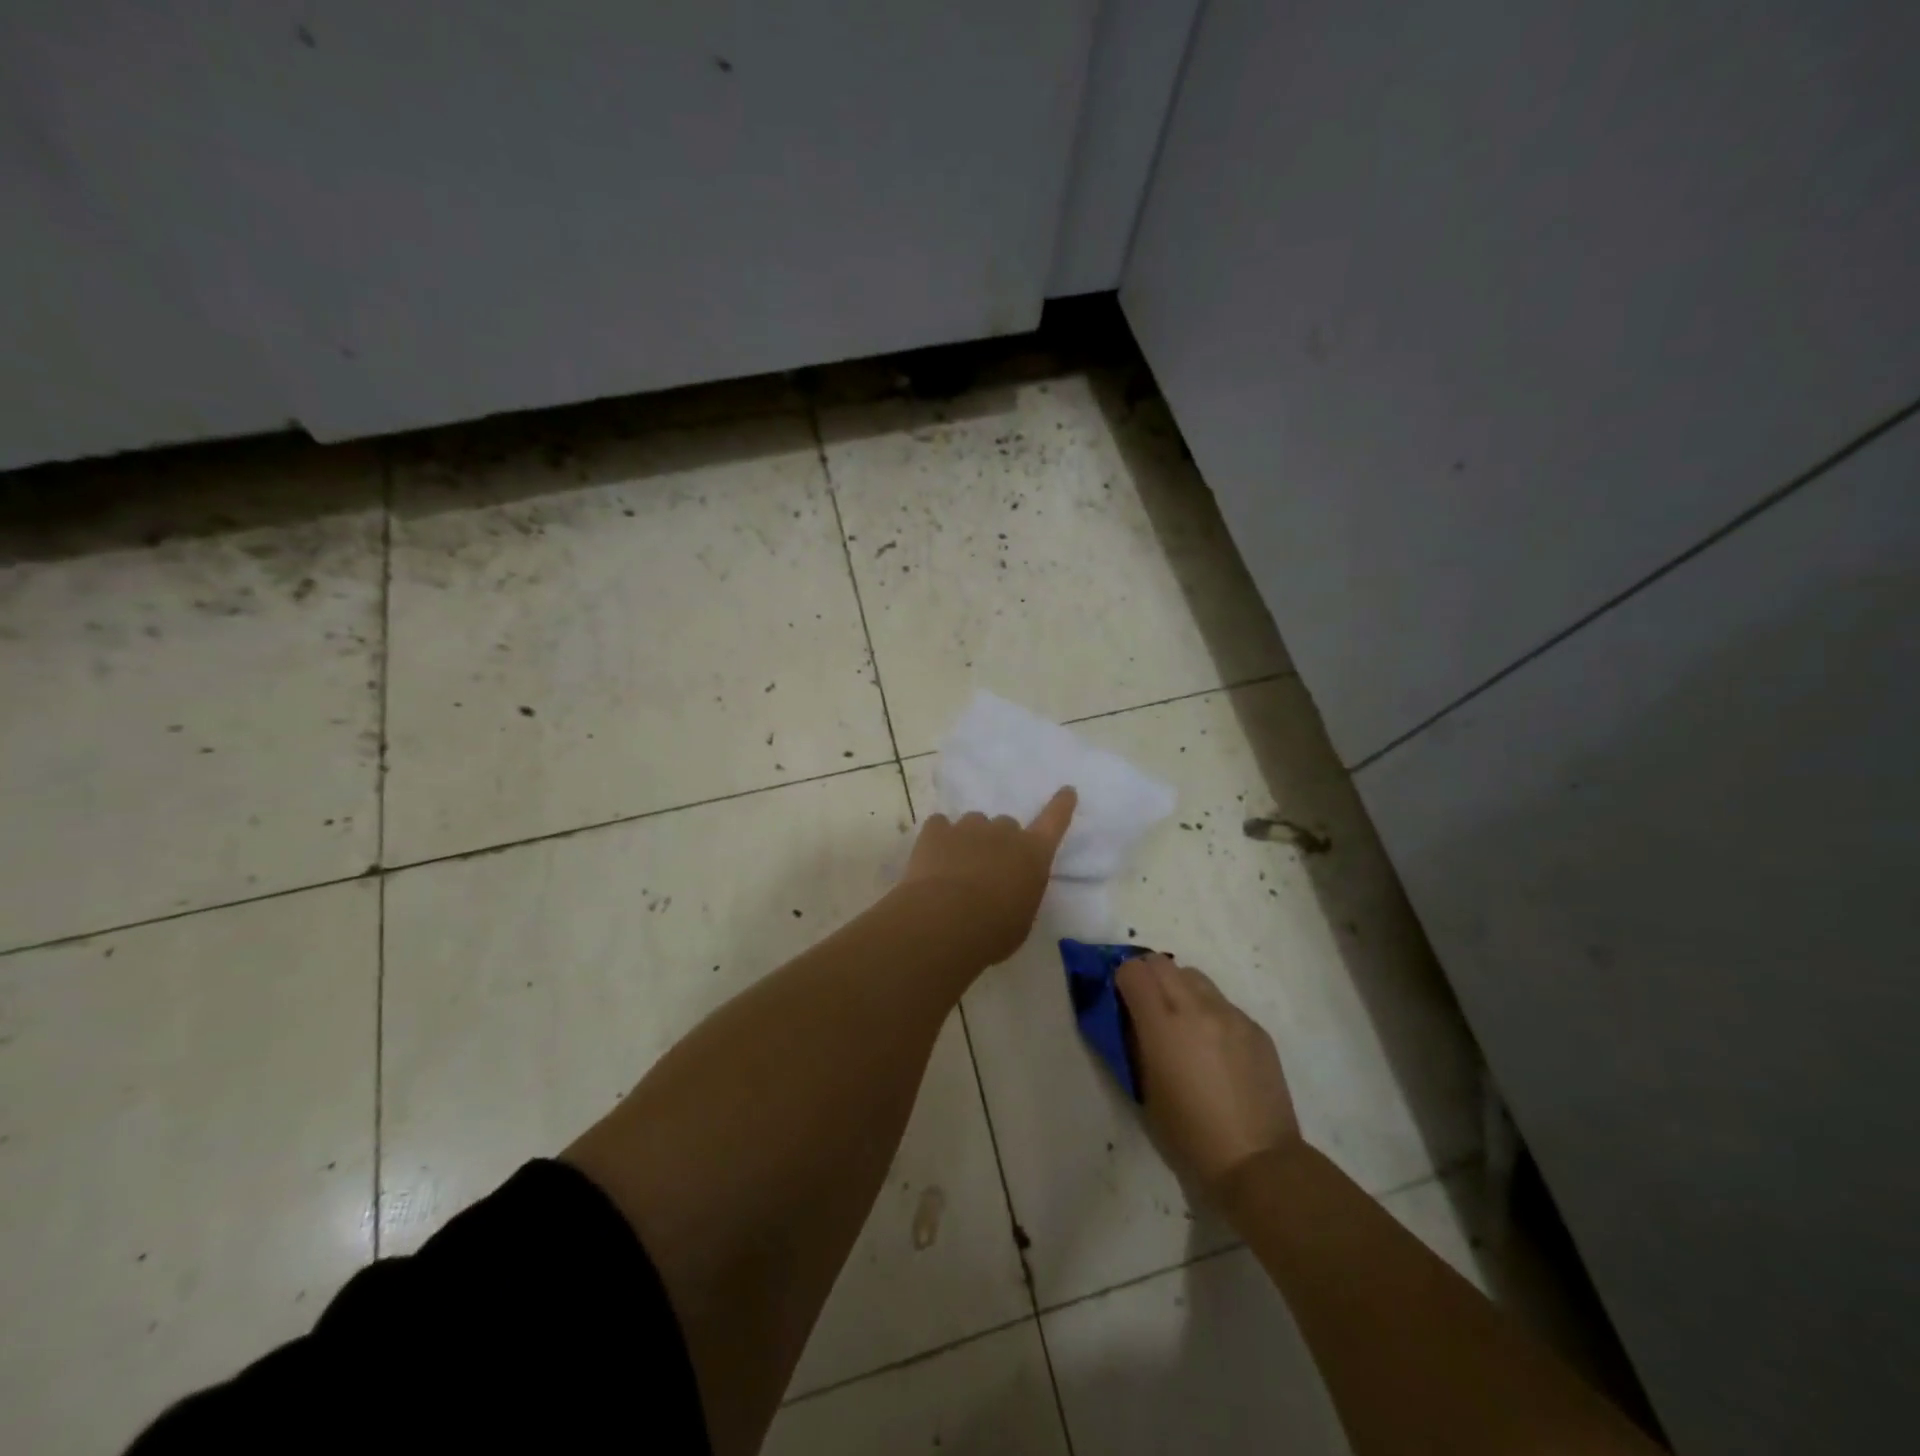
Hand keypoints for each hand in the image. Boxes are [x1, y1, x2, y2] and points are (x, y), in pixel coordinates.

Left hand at [899, 787, 1076, 963]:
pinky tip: (932, 858)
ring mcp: (968, 827)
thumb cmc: (994, 931)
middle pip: (1007, 825)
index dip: (1061, 806)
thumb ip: (1020, 894)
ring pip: (973, 823)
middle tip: (988, 869)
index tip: (1066, 791)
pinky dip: (939, 838)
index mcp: (1033, 854)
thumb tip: (1009, 889)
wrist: (945, 921)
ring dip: (970, 839)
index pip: (1054, 821)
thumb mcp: (1021, 919)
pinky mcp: (936, 830)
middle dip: (1000, 842)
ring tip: (957, 867)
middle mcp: (1004, 832)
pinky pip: (940, 825)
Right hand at [1117, 953, 1300, 1191]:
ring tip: (1182, 1024)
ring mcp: (1231, 1014)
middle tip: (1145, 1006)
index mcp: (1163, 1024)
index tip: (1121, 1000)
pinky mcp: (1255, 1028)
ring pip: (1194, 977)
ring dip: (1179, 989)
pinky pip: (1223, 1003)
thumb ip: (1134, 1042)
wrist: (1257, 1163)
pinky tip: (1214, 1048)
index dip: (1122, 980)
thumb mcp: (1144, 1090)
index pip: (1133, 971)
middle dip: (1147, 976)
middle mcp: (1197, 1007)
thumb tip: (1131, 1017)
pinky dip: (1209, 1012)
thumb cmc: (1188, 1136)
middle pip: (1162, 963)